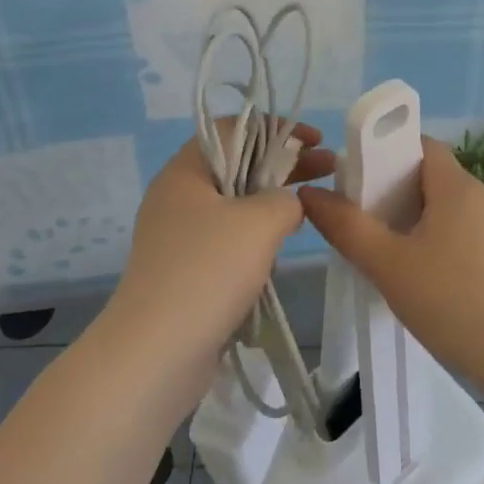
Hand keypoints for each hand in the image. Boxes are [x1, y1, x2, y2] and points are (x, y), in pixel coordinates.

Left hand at [108, 122, 333, 368]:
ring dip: (271, 204)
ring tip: (310, 210)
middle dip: (283, 166)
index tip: (315, 142)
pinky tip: (279, 252)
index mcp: (185, 170)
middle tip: (328, 171)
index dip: (278, 129)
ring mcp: (178, 236)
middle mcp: (177, 196)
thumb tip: (288, 204)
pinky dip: (254, 238)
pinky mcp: (184, 272)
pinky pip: (226, 241)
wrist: (156, 354)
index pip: (234, 129)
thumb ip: (285, 199)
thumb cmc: (207, 270)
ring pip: (234, 206)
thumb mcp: (259, 221)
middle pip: (237, 165)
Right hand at [298, 136, 483, 389]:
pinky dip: (434, 240)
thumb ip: (346, 226)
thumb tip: (309, 193)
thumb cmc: (450, 299)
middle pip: (430, 176)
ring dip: (413, 219)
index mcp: (456, 185)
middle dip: (393, 190)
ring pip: (444, 207)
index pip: (421, 144)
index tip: (358, 178)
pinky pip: (460, 232)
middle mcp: (480, 197)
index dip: (387, 152)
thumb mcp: (387, 263)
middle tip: (361, 217)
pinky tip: (418, 275)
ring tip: (383, 249)